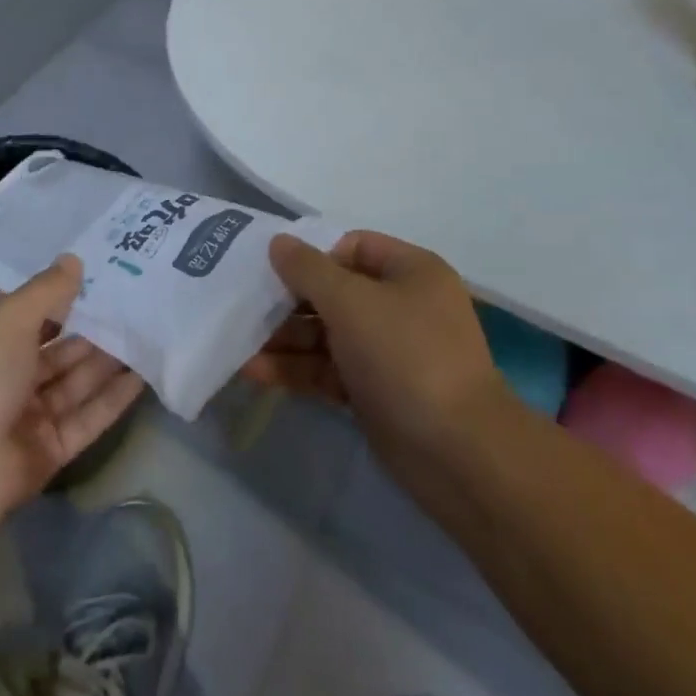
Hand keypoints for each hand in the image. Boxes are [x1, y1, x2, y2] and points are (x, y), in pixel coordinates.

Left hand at [0, 255, 142, 528]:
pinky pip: (90, 416)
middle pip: (62, 347)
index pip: (33, 312)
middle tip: (140, 301)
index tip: (104, 270)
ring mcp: (33, 414)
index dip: (64, 293)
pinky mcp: (54, 448)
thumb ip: (45, 291)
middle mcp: (12, 376)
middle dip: (96, 327)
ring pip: (79, 380)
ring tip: (151, 332)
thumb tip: (74, 259)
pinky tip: (145, 374)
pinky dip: (115, 397)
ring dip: (111, 359)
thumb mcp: (9, 320)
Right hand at [248, 232, 516, 509]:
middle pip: (334, 292)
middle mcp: (401, 306)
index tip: (273, 270)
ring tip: (238, 344)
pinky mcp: (374, 392)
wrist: (457, 453)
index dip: (313, 255)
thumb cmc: (405, 355)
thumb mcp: (351, 301)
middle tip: (245, 308)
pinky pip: (329, 370)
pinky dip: (297, 369)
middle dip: (288, 301)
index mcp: (410, 272)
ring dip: (285, 338)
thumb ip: (308, 269)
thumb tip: (278, 242)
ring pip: (327, 334)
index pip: (352, 247)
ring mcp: (388, 352)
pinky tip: (255, 372)